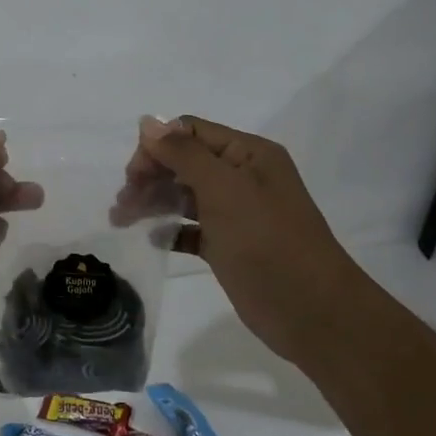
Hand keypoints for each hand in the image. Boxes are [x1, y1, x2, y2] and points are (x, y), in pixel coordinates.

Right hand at [112, 114, 354, 360]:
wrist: (312, 313)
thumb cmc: (267, 242)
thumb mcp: (224, 190)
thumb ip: (183, 154)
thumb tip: (147, 122)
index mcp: (248, 154)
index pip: (190, 132)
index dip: (157, 147)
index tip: (133, 175)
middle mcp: (242, 177)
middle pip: (183, 162)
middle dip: (150, 176)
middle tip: (123, 202)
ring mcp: (236, 213)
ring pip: (184, 195)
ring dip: (153, 202)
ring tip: (122, 220)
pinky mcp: (229, 245)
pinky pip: (191, 228)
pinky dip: (170, 230)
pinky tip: (154, 240)